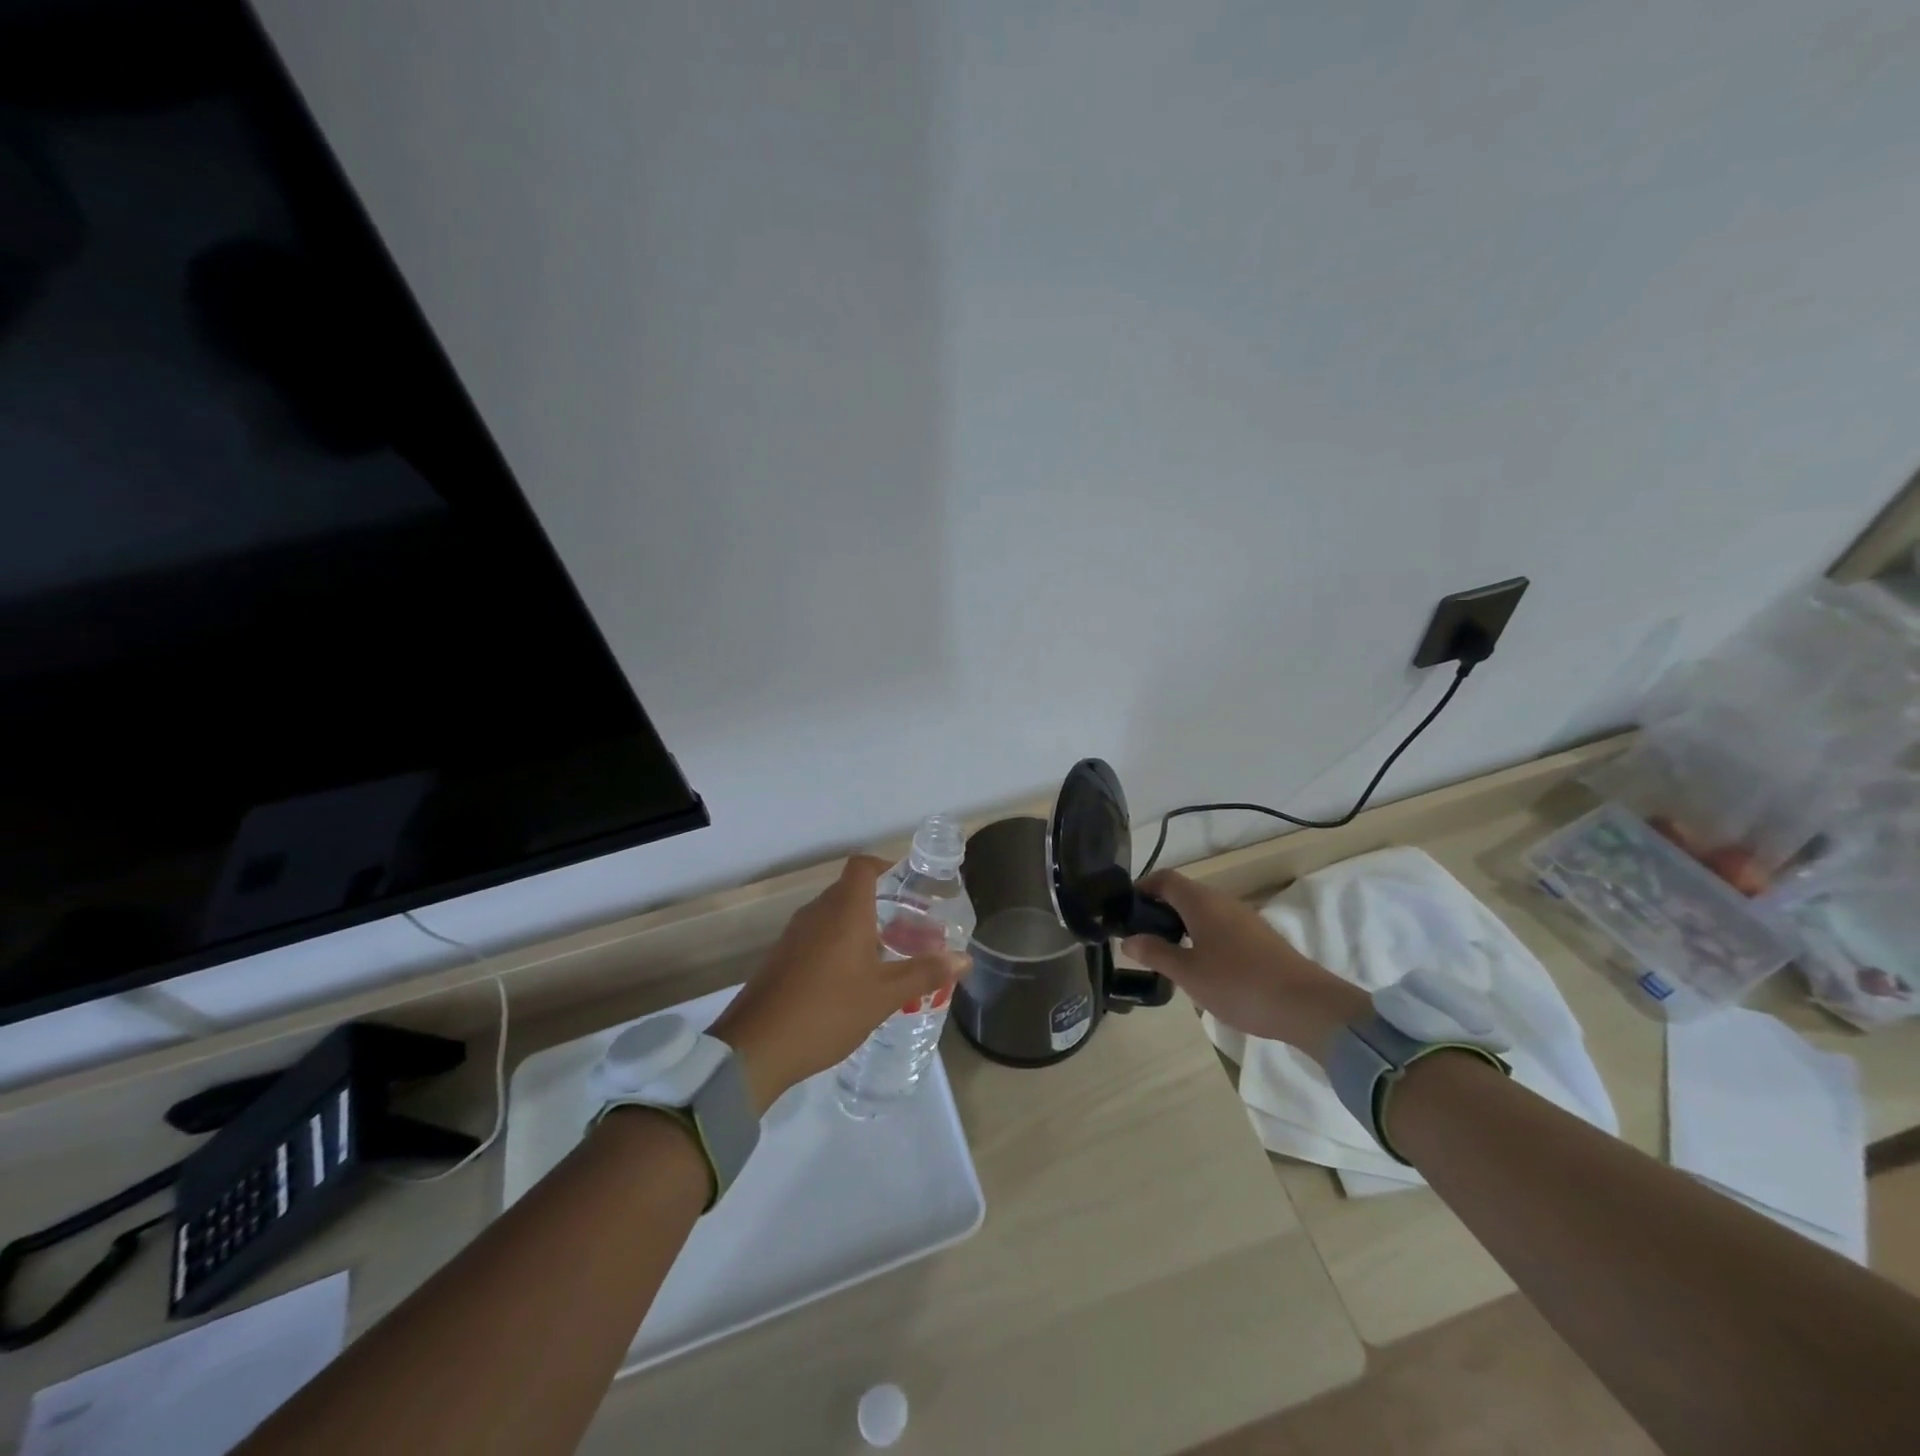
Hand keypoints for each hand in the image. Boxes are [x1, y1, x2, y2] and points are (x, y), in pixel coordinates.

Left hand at [710, 856, 968, 1112]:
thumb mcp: (885, 996)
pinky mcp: (781, 958)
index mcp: (843, 910)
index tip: (910, 887)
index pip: (862, 866)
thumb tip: (964, 958)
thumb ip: (925, 973)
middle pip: (850, 890)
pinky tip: (852, 980)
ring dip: (859, 927)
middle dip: (881, 903)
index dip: (886, 866)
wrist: (755, 1048)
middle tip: (909, 929)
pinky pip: (816, 937)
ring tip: (887, 956)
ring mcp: (794, 935)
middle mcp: (817, 913)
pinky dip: (838, 945)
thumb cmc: (827, 1011)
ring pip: (833, 916)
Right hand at [1121, 870, 1366, 1063]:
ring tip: (1166, 953)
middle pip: (1184, 893)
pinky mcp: (1259, 938)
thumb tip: (1128, 939)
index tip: (1125, 910)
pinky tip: (1201, 966)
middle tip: (1140, 936)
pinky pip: (1220, 926)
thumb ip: (1155, 953)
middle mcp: (1222, 901)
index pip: (1165, 879)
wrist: (1306, 1005)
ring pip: (1203, 911)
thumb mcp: (1188, 973)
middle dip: (1159, 909)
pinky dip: (1202, 936)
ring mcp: (1244, 918)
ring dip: (1181, 924)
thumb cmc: (1238, 984)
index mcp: (1201, 902)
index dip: (1142, 888)